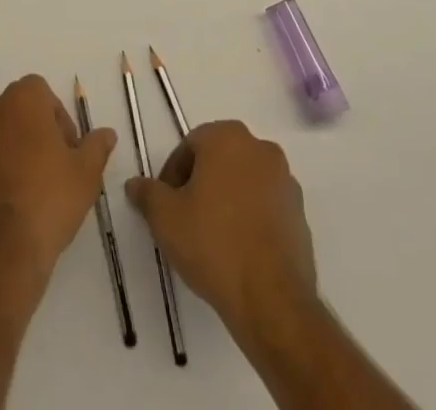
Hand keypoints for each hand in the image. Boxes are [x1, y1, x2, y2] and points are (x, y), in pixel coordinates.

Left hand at [0, 75, 116, 281]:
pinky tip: (7, 208)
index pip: (42, 93)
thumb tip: (106, 133)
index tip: (68, 152)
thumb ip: (96, 146)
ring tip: (29, 192)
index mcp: (21, 100)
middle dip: (35, 133)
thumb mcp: (86, 174)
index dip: (58, 120)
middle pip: (17, 112)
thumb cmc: (48, 201)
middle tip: (53, 170)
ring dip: (11, 153)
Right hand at [124, 120, 316, 333]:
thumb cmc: (213, 243)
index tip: (166, 204)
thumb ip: (147, 193)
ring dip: (227, 198)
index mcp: (227, 137)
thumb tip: (134, 184)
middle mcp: (260, 148)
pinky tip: (238, 249)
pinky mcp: (300, 213)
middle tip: (185, 217)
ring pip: (244, 181)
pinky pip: (266, 205)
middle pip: (219, 159)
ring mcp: (285, 180)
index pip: (190, 145)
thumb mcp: (165, 218)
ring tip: (212, 236)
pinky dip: (251, 217)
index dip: (173, 174)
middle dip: (201, 182)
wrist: (271, 299)